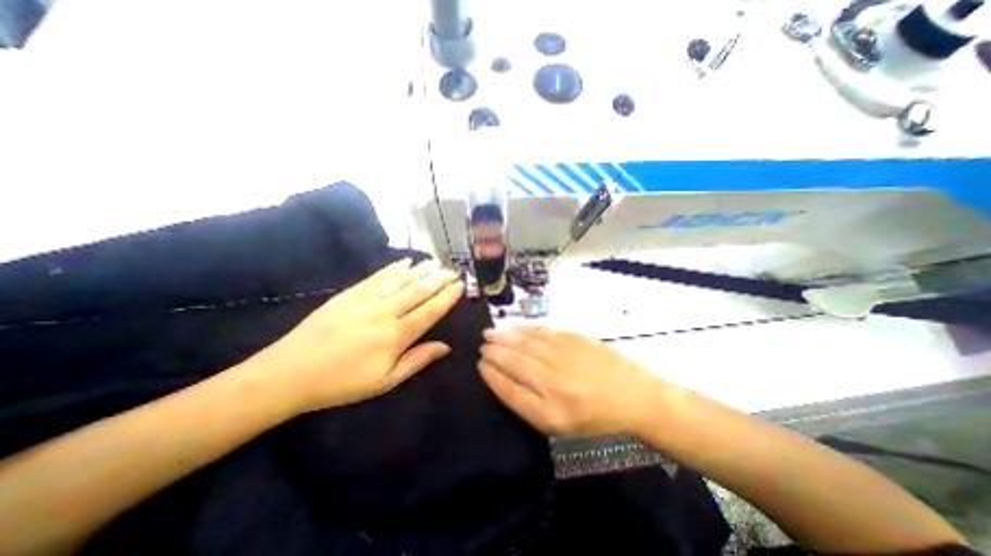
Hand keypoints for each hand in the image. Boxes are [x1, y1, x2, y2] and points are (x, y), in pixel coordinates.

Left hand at [253, 258, 459, 414]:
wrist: (289, 373)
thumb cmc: (342, 383)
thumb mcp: (385, 381)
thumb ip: (417, 360)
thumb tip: (445, 347)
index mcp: (395, 336)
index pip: (430, 311)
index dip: (447, 297)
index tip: (460, 286)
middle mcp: (385, 312)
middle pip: (419, 290)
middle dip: (439, 279)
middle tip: (453, 271)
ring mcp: (366, 299)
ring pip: (401, 279)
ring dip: (422, 269)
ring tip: (437, 263)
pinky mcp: (350, 293)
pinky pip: (378, 276)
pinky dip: (395, 267)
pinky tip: (406, 261)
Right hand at [478, 326, 664, 438]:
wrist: (637, 400)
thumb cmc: (600, 422)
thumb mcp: (563, 429)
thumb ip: (532, 407)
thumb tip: (507, 382)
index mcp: (549, 413)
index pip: (509, 390)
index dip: (491, 376)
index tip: (480, 365)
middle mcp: (551, 382)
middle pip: (513, 363)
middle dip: (493, 353)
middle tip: (482, 345)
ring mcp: (563, 357)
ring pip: (524, 344)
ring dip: (503, 337)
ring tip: (489, 333)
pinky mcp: (573, 339)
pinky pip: (541, 332)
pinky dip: (524, 329)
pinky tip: (514, 328)